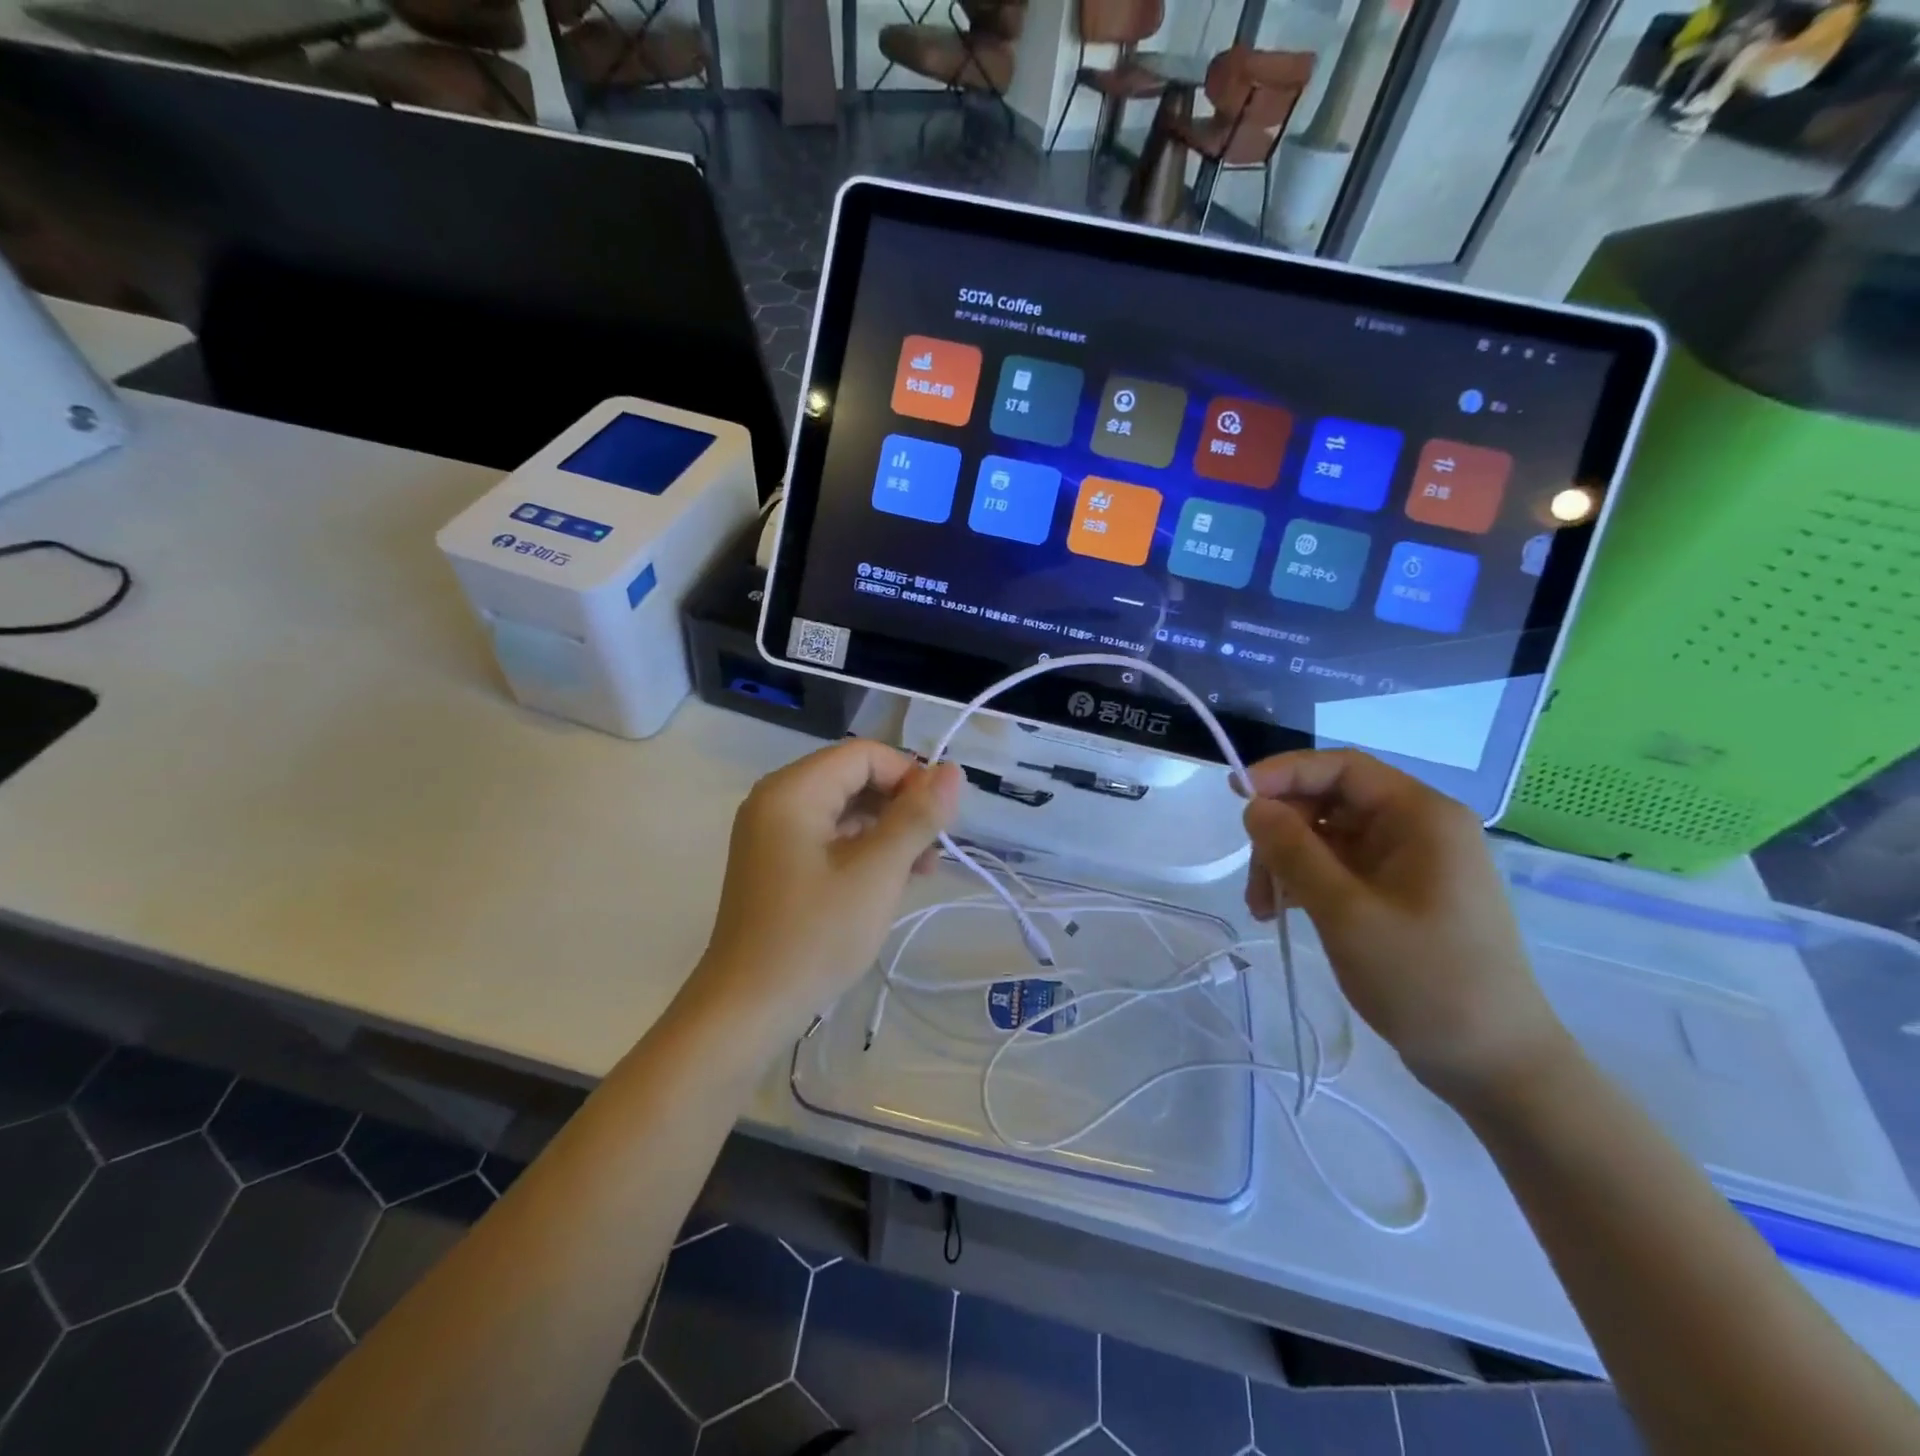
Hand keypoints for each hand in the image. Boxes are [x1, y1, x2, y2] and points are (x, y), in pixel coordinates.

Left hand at [687, 740, 960, 1039]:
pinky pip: (829, 835)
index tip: (939, 818)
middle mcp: (777, 798)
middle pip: (853, 778)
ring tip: (923, 869)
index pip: (864, 754)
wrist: (747, 1008)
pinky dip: (863, 848)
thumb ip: (917, 817)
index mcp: (793, 790)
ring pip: (844, 808)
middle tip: (935, 847)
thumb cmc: (814, 935)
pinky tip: (892, 879)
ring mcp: (772, 831)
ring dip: (887, 829)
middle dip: (900, 805)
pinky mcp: (776, 860)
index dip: (909, 776)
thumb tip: (952, 771)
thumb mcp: (877, 873)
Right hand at [1241, 749, 1566, 1103]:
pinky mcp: (1400, 894)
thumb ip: (1294, 852)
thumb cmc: (1426, 981)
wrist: (1495, 1065)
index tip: (1235, 795)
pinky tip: (1283, 914)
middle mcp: (1418, 829)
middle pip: (1329, 802)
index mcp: (1421, 817)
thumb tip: (1254, 806)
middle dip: (1281, 833)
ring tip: (1264, 909)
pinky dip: (1305, 883)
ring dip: (1287, 863)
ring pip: (1327, 837)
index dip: (1284, 773)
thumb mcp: (1346, 912)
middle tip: (1254, 880)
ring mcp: (1409, 863)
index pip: (1342, 768)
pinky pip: (1340, 868)